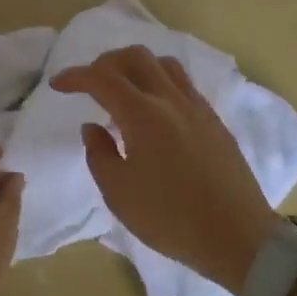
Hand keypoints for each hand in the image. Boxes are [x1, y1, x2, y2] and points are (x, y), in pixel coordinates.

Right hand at [51, 46, 274, 294]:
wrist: (239, 238)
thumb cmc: (171, 219)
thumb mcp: (119, 194)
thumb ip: (99, 154)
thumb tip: (93, 126)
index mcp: (143, 115)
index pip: (101, 78)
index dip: (75, 76)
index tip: (58, 85)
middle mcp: (170, 100)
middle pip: (135, 57)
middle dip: (105, 63)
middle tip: (90, 84)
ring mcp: (197, 108)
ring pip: (163, 64)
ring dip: (137, 67)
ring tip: (124, 93)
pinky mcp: (215, 121)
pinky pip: (183, 84)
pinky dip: (160, 83)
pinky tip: (154, 111)